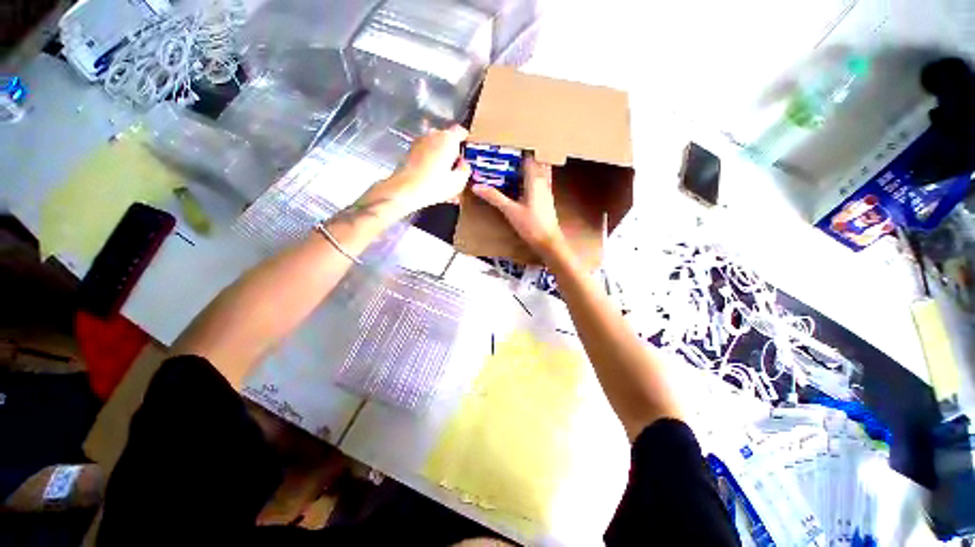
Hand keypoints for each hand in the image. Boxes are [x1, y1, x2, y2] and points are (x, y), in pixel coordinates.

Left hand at [363, 125, 470, 218]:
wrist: (405, 191)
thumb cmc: (435, 185)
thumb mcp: (459, 182)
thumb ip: (465, 170)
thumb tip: (463, 164)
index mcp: (447, 139)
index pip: (461, 131)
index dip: (465, 140)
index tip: (467, 152)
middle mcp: (432, 135)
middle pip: (447, 139)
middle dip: (452, 151)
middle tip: (456, 168)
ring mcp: (419, 142)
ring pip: (435, 146)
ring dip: (440, 157)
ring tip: (443, 175)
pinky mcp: (409, 152)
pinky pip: (425, 154)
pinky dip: (430, 162)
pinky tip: (432, 177)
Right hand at [471, 157, 567, 259]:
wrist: (548, 241)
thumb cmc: (531, 225)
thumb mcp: (510, 211)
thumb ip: (494, 197)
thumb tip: (477, 186)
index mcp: (534, 179)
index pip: (528, 156)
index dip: (518, 148)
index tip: (506, 143)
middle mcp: (543, 180)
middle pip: (535, 160)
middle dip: (523, 154)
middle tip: (508, 151)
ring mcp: (547, 189)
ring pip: (540, 169)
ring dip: (530, 164)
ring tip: (515, 161)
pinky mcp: (547, 197)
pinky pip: (540, 179)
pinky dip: (532, 175)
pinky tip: (524, 180)